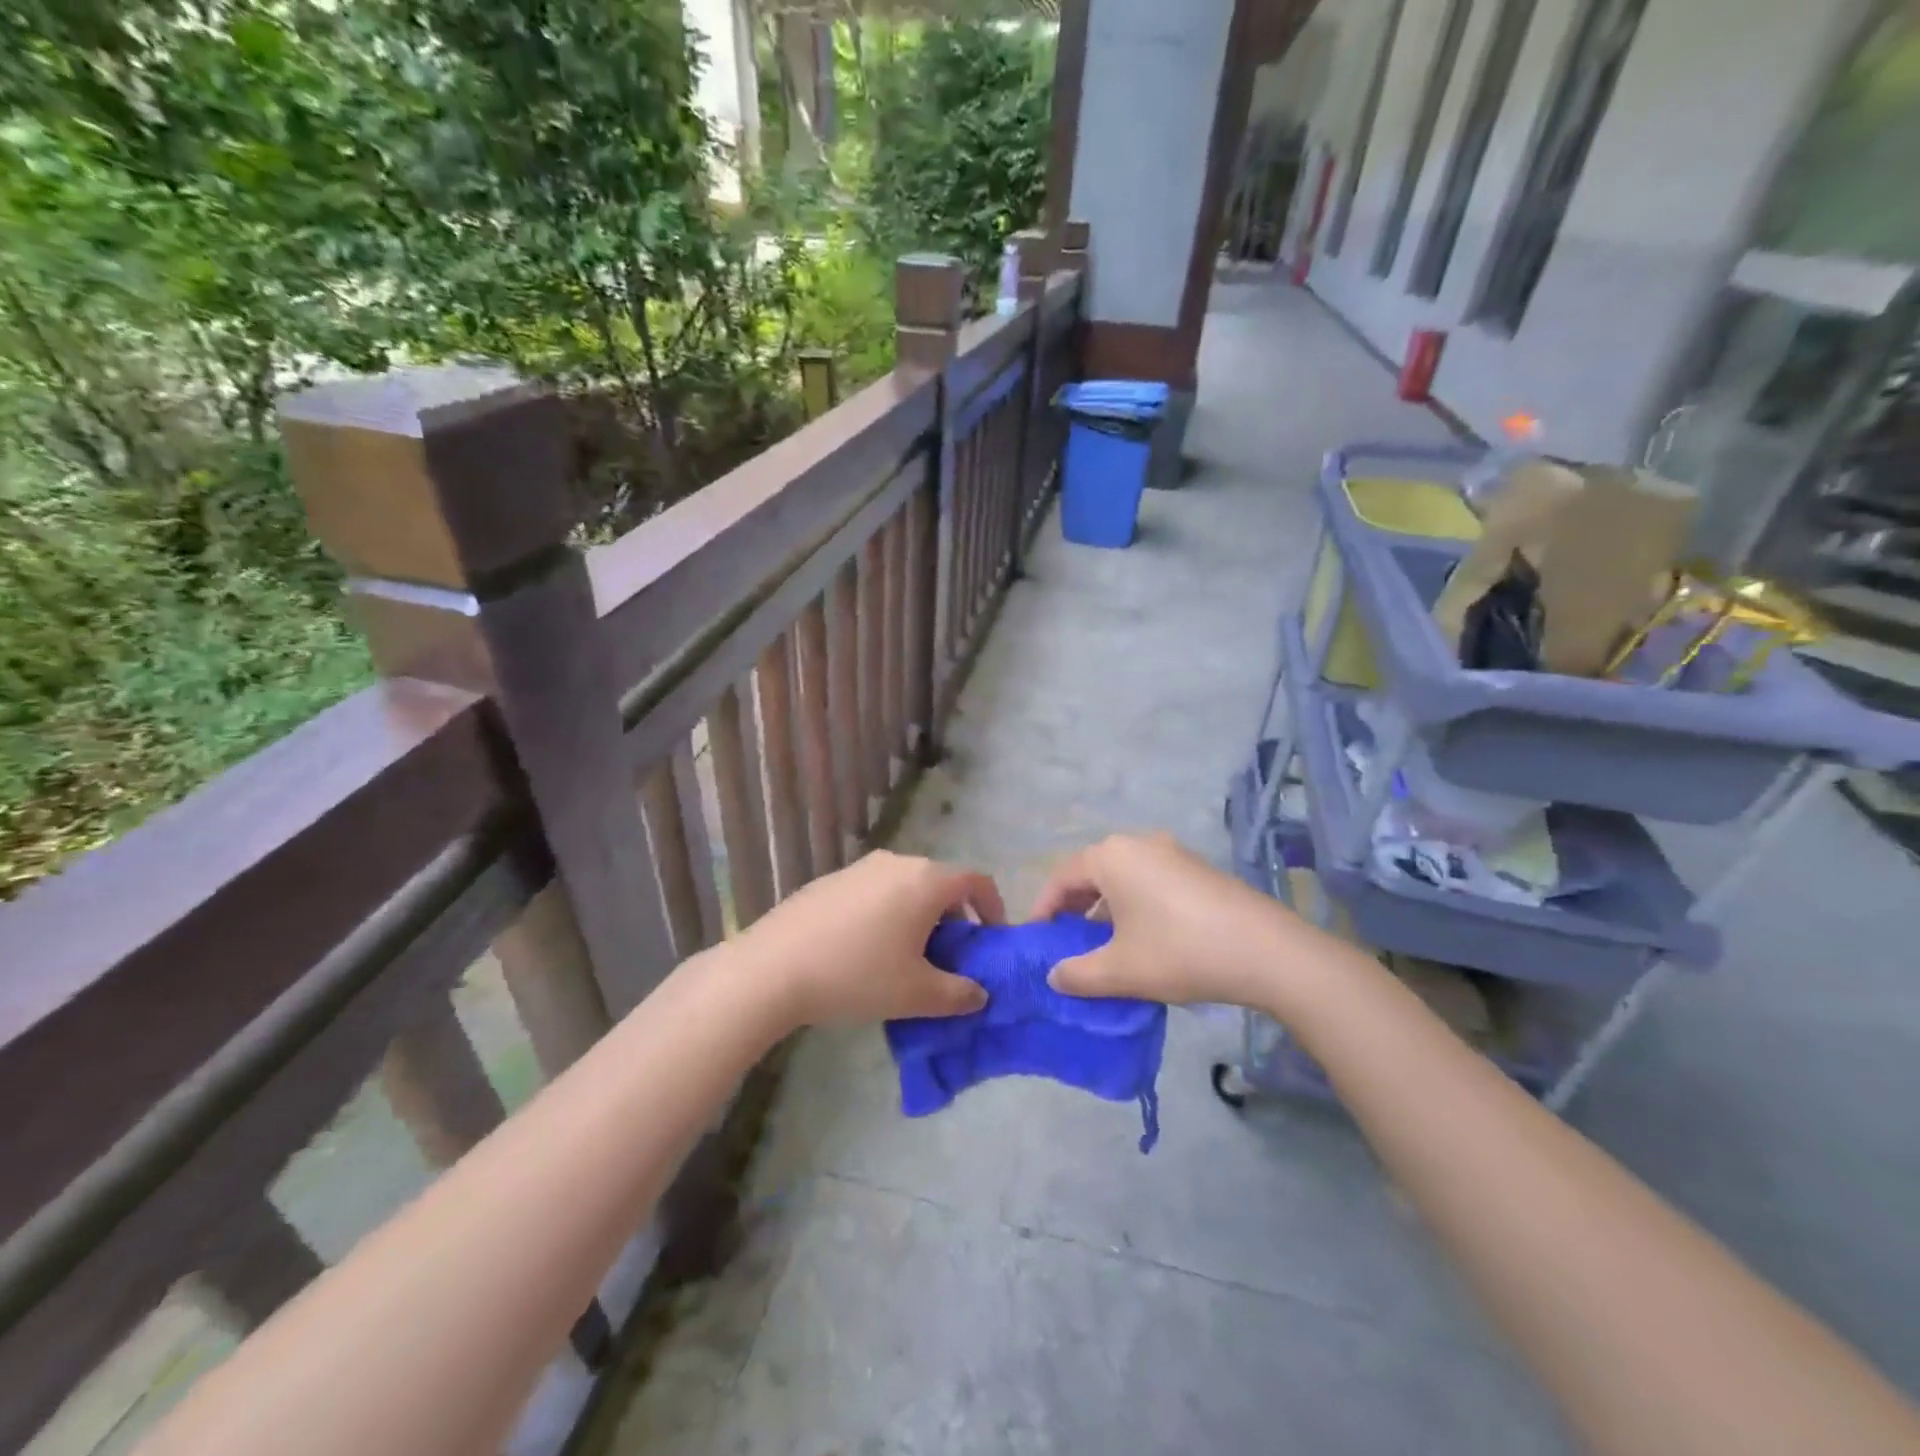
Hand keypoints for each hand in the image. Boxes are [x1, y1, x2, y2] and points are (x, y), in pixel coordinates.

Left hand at [735, 850, 1003, 1027]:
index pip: (976, 881)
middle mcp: (897, 863)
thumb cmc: (857, 975)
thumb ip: (959, 994)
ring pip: (906, 887)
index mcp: (926, 881)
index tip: (989, 941)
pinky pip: (875, 891)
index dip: (992, 909)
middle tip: (949, 957)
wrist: (773, 968)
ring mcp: (860, 868)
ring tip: (906, 957)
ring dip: (918, 916)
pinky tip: (865, 950)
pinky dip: (886, 913)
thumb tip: (979, 994)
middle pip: (941, 882)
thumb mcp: (916, 995)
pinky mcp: (831, 880)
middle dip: (953, 917)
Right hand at [1033, 833, 1303, 1008]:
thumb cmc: (1180, 952)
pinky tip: (1145, 938)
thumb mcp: (1120, 970)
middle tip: (1066, 942)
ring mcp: (1173, 852)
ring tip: (1103, 944)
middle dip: (1074, 907)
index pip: (1061, 877)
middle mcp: (1138, 843)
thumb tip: (1054, 976)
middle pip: (1092, 872)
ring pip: (1123, 877)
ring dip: (1106, 907)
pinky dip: (1135, 904)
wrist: (1268, 951)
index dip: (1043, 908)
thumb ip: (1077, 974)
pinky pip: (1150, 881)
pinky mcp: (1198, 868)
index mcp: (1111, 856)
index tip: (1036, 939)